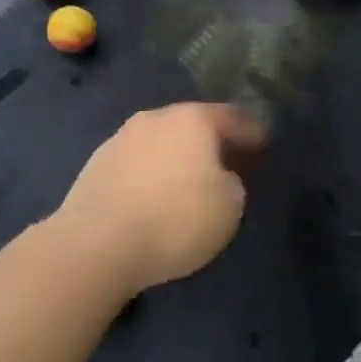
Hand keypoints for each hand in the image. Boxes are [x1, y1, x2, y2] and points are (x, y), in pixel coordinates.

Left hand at [52, 103, 266, 294]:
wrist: (96, 243)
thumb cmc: (175, 219)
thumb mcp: (230, 207)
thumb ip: (232, 183)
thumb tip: (218, 177)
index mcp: (193, 120)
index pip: (233, 118)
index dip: (253, 133)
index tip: (264, 145)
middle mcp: (155, 118)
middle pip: (193, 125)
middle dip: (211, 142)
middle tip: (228, 162)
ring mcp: (121, 139)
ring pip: (161, 142)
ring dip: (176, 157)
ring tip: (188, 182)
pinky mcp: (96, 165)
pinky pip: (137, 164)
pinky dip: (150, 175)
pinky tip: (154, 196)